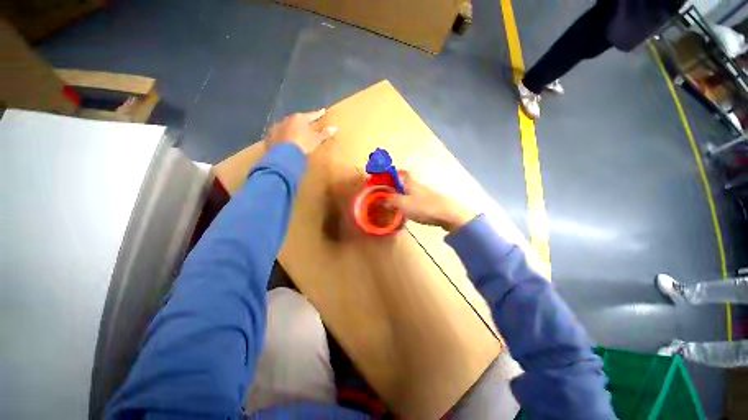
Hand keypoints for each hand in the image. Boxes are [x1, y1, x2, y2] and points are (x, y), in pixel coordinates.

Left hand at [266, 109, 337, 153]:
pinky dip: (285, 136)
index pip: (312, 115)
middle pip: (299, 120)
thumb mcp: (316, 139)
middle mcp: (288, 119)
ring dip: (293, 129)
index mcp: (300, 118)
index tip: (323, 111)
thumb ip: (324, 133)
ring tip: (297, 133)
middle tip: (309, 124)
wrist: (285, 154)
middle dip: (304, 122)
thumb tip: (335, 127)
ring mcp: (278, 126)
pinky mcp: (271, 135)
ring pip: (288, 126)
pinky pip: (280, 134)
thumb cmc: (303, 144)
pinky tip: (287, 141)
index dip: (318, 114)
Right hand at [386, 172, 475, 231]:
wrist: (448, 215)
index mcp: (411, 183)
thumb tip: (382, 199)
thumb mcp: (403, 204)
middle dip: (397, 188)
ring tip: (396, 205)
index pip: (403, 173)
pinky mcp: (432, 202)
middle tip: (388, 195)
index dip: (395, 173)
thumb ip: (391, 201)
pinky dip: (411, 203)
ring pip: (412, 192)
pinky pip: (418, 200)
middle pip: (406, 183)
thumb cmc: (423, 207)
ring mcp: (427, 194)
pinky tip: (409, 212)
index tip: (387, 177)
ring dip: (404, 196)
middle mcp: (419, 186)